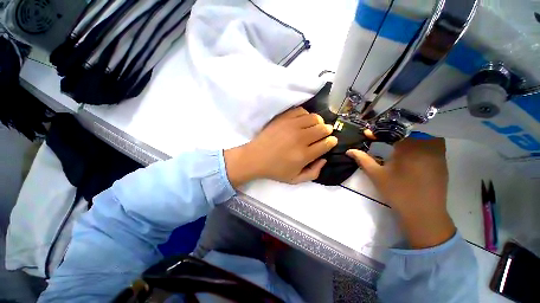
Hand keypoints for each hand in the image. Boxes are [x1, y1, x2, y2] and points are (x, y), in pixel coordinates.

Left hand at [224, 107, 337, 186]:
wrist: (255, 158)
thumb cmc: (275, 170)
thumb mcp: (295, 179)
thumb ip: (313, 173)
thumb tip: (324, 159)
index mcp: (304, 155)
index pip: (326, 143)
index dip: (331, 141)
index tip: (330, 141)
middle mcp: (300, 139)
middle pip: (323, 128)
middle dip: (327, 131)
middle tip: (323, 134)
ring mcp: (291, 126)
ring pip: (315, 118)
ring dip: (318, 122)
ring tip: (314, 127)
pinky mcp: (283, 118)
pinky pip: (301, 111)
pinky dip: (306, 115)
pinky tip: (303, 121)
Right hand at [347, 138, 455, 248]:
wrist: (424, 213)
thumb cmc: (397, 192)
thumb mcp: (376, 175)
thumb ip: (363, 159)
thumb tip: (349, 151)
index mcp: (409, 148)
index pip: (393, 132)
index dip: (379, 132)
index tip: (368, 134)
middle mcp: (426, 146)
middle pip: (410, 130)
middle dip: (394, 131)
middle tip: (382, 136)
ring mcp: (438, 153)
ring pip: (424, 135)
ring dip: (410, 135)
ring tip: (397, 140)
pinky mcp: (442, 162)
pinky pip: (433, 144)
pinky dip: (421, 142)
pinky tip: (412, 151)